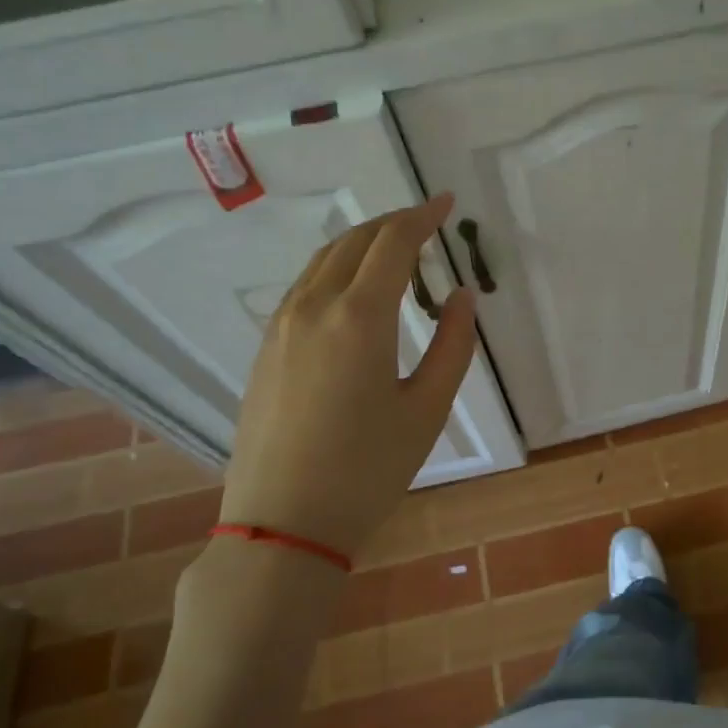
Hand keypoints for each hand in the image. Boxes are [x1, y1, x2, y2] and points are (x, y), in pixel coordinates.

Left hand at [218, 194, 476, 557]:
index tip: (447, 204)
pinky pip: (304, 287)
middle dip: (393, 224)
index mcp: (359, 317)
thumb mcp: (427, 409)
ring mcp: (281, 326)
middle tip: (426, 223)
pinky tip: (353, 291)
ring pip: (323, 261)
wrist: (282, 523)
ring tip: (394, 251)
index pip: (393, 243)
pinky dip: (335, 270)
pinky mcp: (265, 349)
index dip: (423, 217)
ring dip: (361, 244)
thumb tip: (461, 297)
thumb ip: (453, 346)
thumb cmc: (367, 469)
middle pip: (354, 242)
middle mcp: (313, 307)